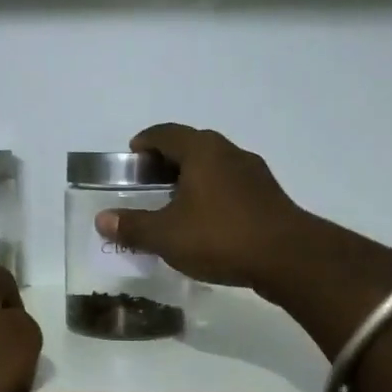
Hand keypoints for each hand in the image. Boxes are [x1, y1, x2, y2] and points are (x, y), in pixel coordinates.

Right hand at [93, 124, 312, 289]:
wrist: (289, 258)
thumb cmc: (221, 236)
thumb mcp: (167, 235)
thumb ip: (133, 226)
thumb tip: (102, 219)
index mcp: (202, 151)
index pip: (166, 133)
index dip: (145, 142)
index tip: (131, 156)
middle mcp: (229, 152)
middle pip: (191, 147)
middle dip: (167, 161)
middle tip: (148, 183)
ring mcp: (254, 174)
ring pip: (214, 167)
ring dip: (192, 179)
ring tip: (174, 204)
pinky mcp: (269, 197)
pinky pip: (231, 187)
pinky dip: (212, 195)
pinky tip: (206, 222)